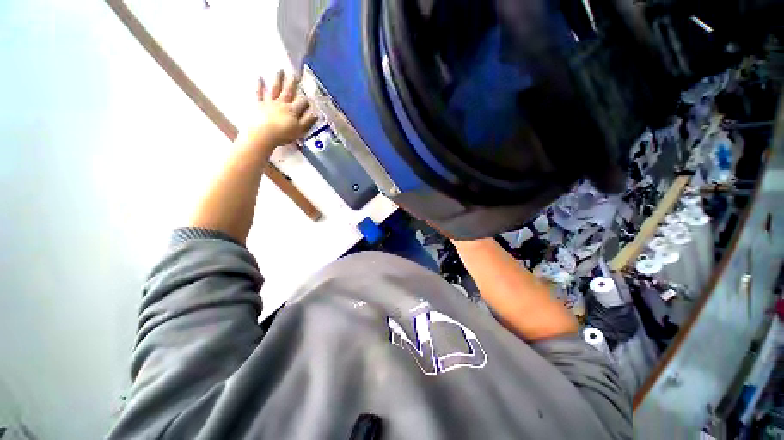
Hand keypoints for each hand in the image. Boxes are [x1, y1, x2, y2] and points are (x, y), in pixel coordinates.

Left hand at [236, 70, 318, 153]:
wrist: (263, 134)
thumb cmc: (283, 134)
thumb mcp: (299, 130)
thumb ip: (308, 121)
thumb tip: (316, 114)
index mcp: (292, 110)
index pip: (302, 102)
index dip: (306, 100)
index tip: (310, 99)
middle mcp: (282, 103)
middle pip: (289, 91)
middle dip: (293, 83)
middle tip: (295, 74)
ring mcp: (270, 102)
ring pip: (275, 89)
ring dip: (278, 79)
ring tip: (280, 70)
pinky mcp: (259, 105)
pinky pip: (259, 93)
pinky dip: (259, 85)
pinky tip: (259, 77)